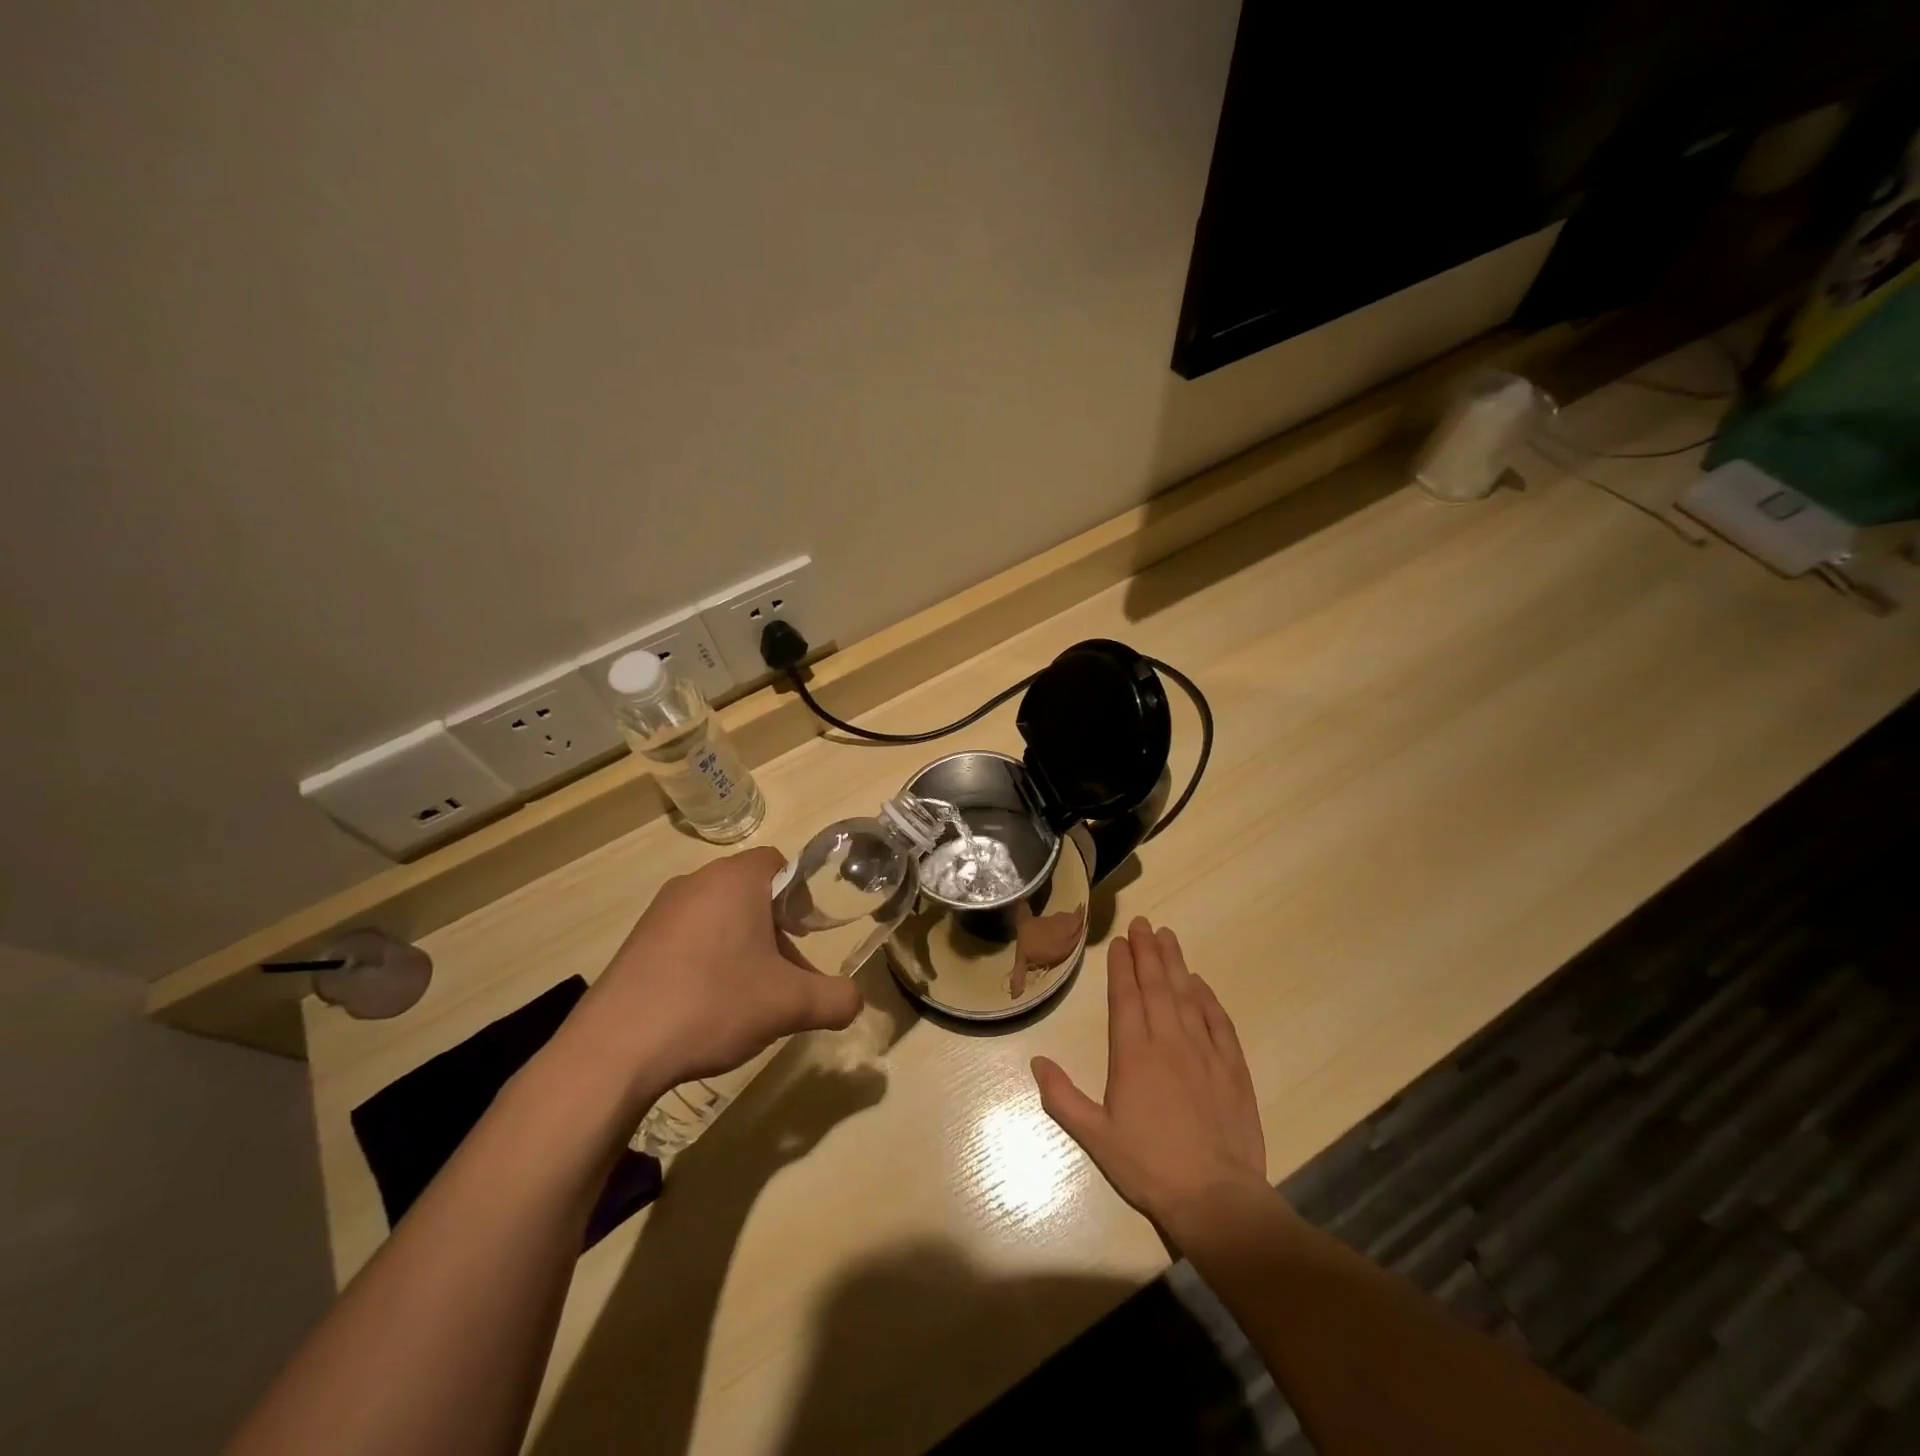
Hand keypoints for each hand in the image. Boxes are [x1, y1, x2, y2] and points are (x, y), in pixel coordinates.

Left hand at [567, 848, 863, 1111]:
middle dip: (775, 931)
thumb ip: (836, 999)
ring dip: (742, 948)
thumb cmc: (713, 1004)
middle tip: (786, 976)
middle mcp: (695, 883)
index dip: (801, 896)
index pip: (779, 863)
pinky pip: (687, 938)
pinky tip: (707, 1007)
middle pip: (751, 894)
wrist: (614, 1049)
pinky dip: (706, 961)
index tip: (807, 934)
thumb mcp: (790, 1005)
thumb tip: (857, 1001)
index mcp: (734, 880)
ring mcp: (659, 913)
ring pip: (719, 918)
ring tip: (749, 998)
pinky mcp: (636, 943)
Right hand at [1032, 918, 1268, 1236]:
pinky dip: (1208, 998)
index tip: (1119, 942)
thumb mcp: (1095, 1137)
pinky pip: (1219, 1021)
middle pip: (1157, 986)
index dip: (1121, 966)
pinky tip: (1201, 984)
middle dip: (1147, 952)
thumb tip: (1036, 1062)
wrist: (1217, 1198)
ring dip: (1176, 963)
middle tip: (1143, 923)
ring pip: (1188, 995)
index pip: (1125, 997)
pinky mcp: (1232, 1067)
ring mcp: (1204, 1051)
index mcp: (1133, 1054)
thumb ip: (1062, 1098)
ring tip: (1168, 936)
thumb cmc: (1149, 1166)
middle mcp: (1168, 1041)